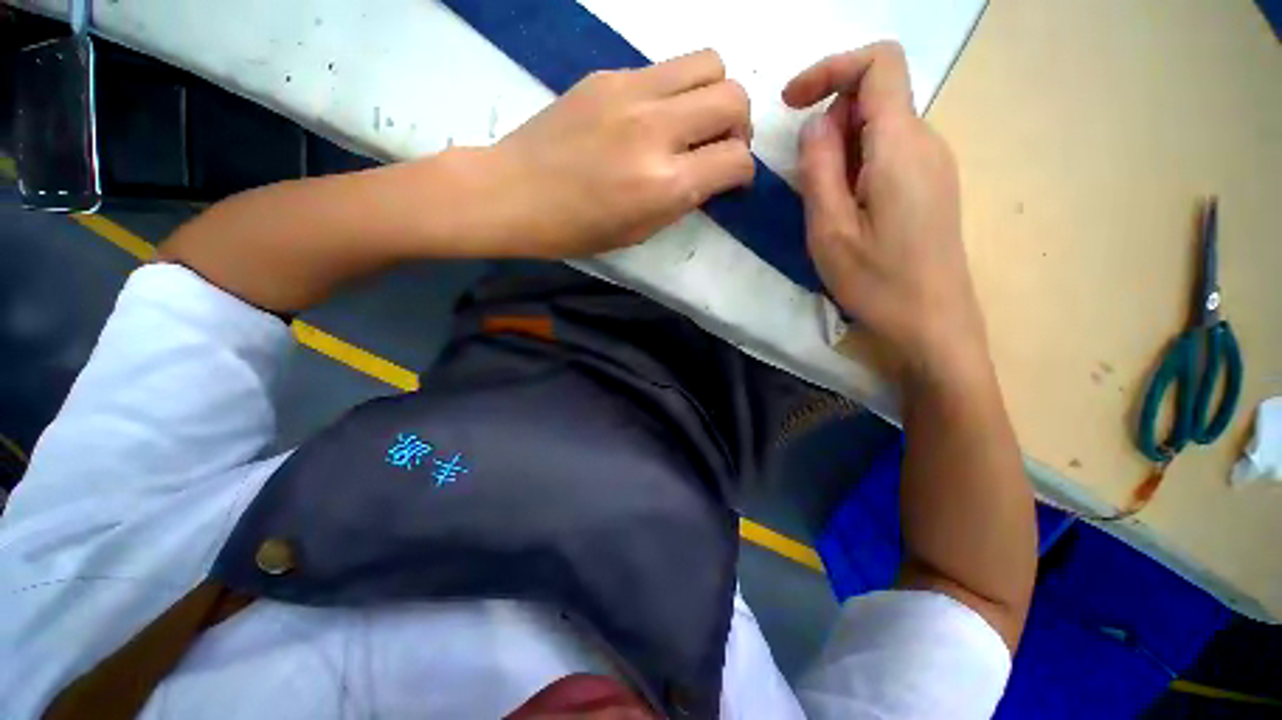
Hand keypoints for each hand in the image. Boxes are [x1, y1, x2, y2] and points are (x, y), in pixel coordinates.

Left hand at [482, 49, 753, 257]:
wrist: (514, 192)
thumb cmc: (577, 229)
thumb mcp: (640, 231)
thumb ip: (683, 200)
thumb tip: (710, 174)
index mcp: (664, 184)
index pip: (736, 160)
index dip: (743, 173)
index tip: (731, 181)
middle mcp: (656, 130)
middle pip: (734, 97)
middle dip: (739, 126)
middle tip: (719, 146)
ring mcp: (631, 92)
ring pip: (709, 62)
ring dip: (715, 94)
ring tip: (694, 122)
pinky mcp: (608, 74)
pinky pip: (665, 69)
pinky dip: (675, 92)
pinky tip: (652, 117)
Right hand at [784, 42, 988, 382]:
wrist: (932, 323)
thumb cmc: (877, 282)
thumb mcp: (829, 230)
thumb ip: (819, 168)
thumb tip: (816, 125)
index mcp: (902, 146)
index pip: (879, 63)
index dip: (831, 67)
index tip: (791, 103)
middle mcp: (927, 141)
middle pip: (876, 97)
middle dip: (830, 122)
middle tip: (806, 180)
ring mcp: (934, 164)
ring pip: (880, 128)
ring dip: (841, 150)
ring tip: (824, 206)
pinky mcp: (931, 186)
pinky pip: (890, 154)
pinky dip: (857, 166)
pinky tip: (846, 211)